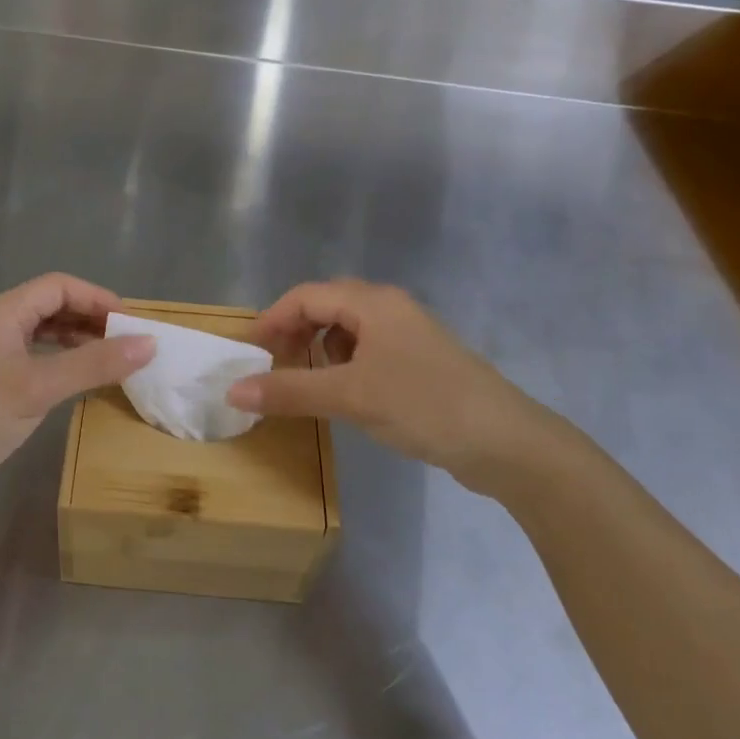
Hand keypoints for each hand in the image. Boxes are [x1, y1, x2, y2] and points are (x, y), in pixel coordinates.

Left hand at [0, 274, 155, 516]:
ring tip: (110, 360)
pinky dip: (60, 362)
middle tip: (127, 343)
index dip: (97, 298)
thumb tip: (149, 344)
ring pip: (42, 334)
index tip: (131, 323)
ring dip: (77, 341)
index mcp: (2, 313)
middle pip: (50, 306)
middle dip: (90, 319)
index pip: (58, 286)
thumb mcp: (39, 387)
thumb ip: (94, 364)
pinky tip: (77, 381)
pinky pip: (33, 358)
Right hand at [226, 279, 586, 497]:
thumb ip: (290, 391)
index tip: (249, 352)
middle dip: (294, 331)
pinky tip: (344, 393)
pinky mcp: (420, 362)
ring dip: (319, 348)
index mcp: (373, 304)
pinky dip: (344, 365)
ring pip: (348, 329)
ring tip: (304, 380)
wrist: (506, 443)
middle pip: (327, 306)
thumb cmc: (423, 405)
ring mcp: (408, 335)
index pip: (306, 296)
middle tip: (273, 364)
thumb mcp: (350, 397)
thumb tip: (233, 391)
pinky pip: (368, 351)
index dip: (272, 319)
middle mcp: (390, 309)